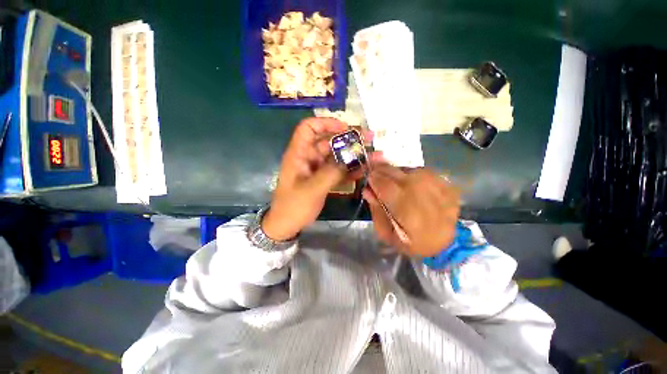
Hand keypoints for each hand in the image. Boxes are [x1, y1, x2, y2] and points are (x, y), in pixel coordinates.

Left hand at [262, 118, 370, 240]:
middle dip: (348, 139)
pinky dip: (350, 169)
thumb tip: (349, 159)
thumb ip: (331, 173)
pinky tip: (365, 169)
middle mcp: (309, 157)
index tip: (345, 128)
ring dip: (353, 155)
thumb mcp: (312, 189)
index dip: (325, 123)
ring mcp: (317, 169)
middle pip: (328, 141)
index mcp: (299, 154)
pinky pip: (338, 170)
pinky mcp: (324, 178)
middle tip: (369, 138)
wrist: (287, 225)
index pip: (308, 128)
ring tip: (374, 154)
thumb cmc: (294, 206)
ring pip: (336, 156)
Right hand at [362, 164, 459, 256]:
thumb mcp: (387, 234)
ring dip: (397, 172)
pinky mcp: (448, 185)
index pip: (386, 186)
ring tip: (393, 181)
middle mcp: (424, 197)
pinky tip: (409, 183)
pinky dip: (411, 174)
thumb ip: (376, 211)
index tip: (368, 177)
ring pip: (409, 170)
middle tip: (376, 173)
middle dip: (382, 171)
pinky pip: (422, 171)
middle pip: (398, 174)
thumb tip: (367, 190)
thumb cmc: (411, 242)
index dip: (374, 178)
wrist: (446, 245)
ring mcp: (439, 189)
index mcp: (408, 214)